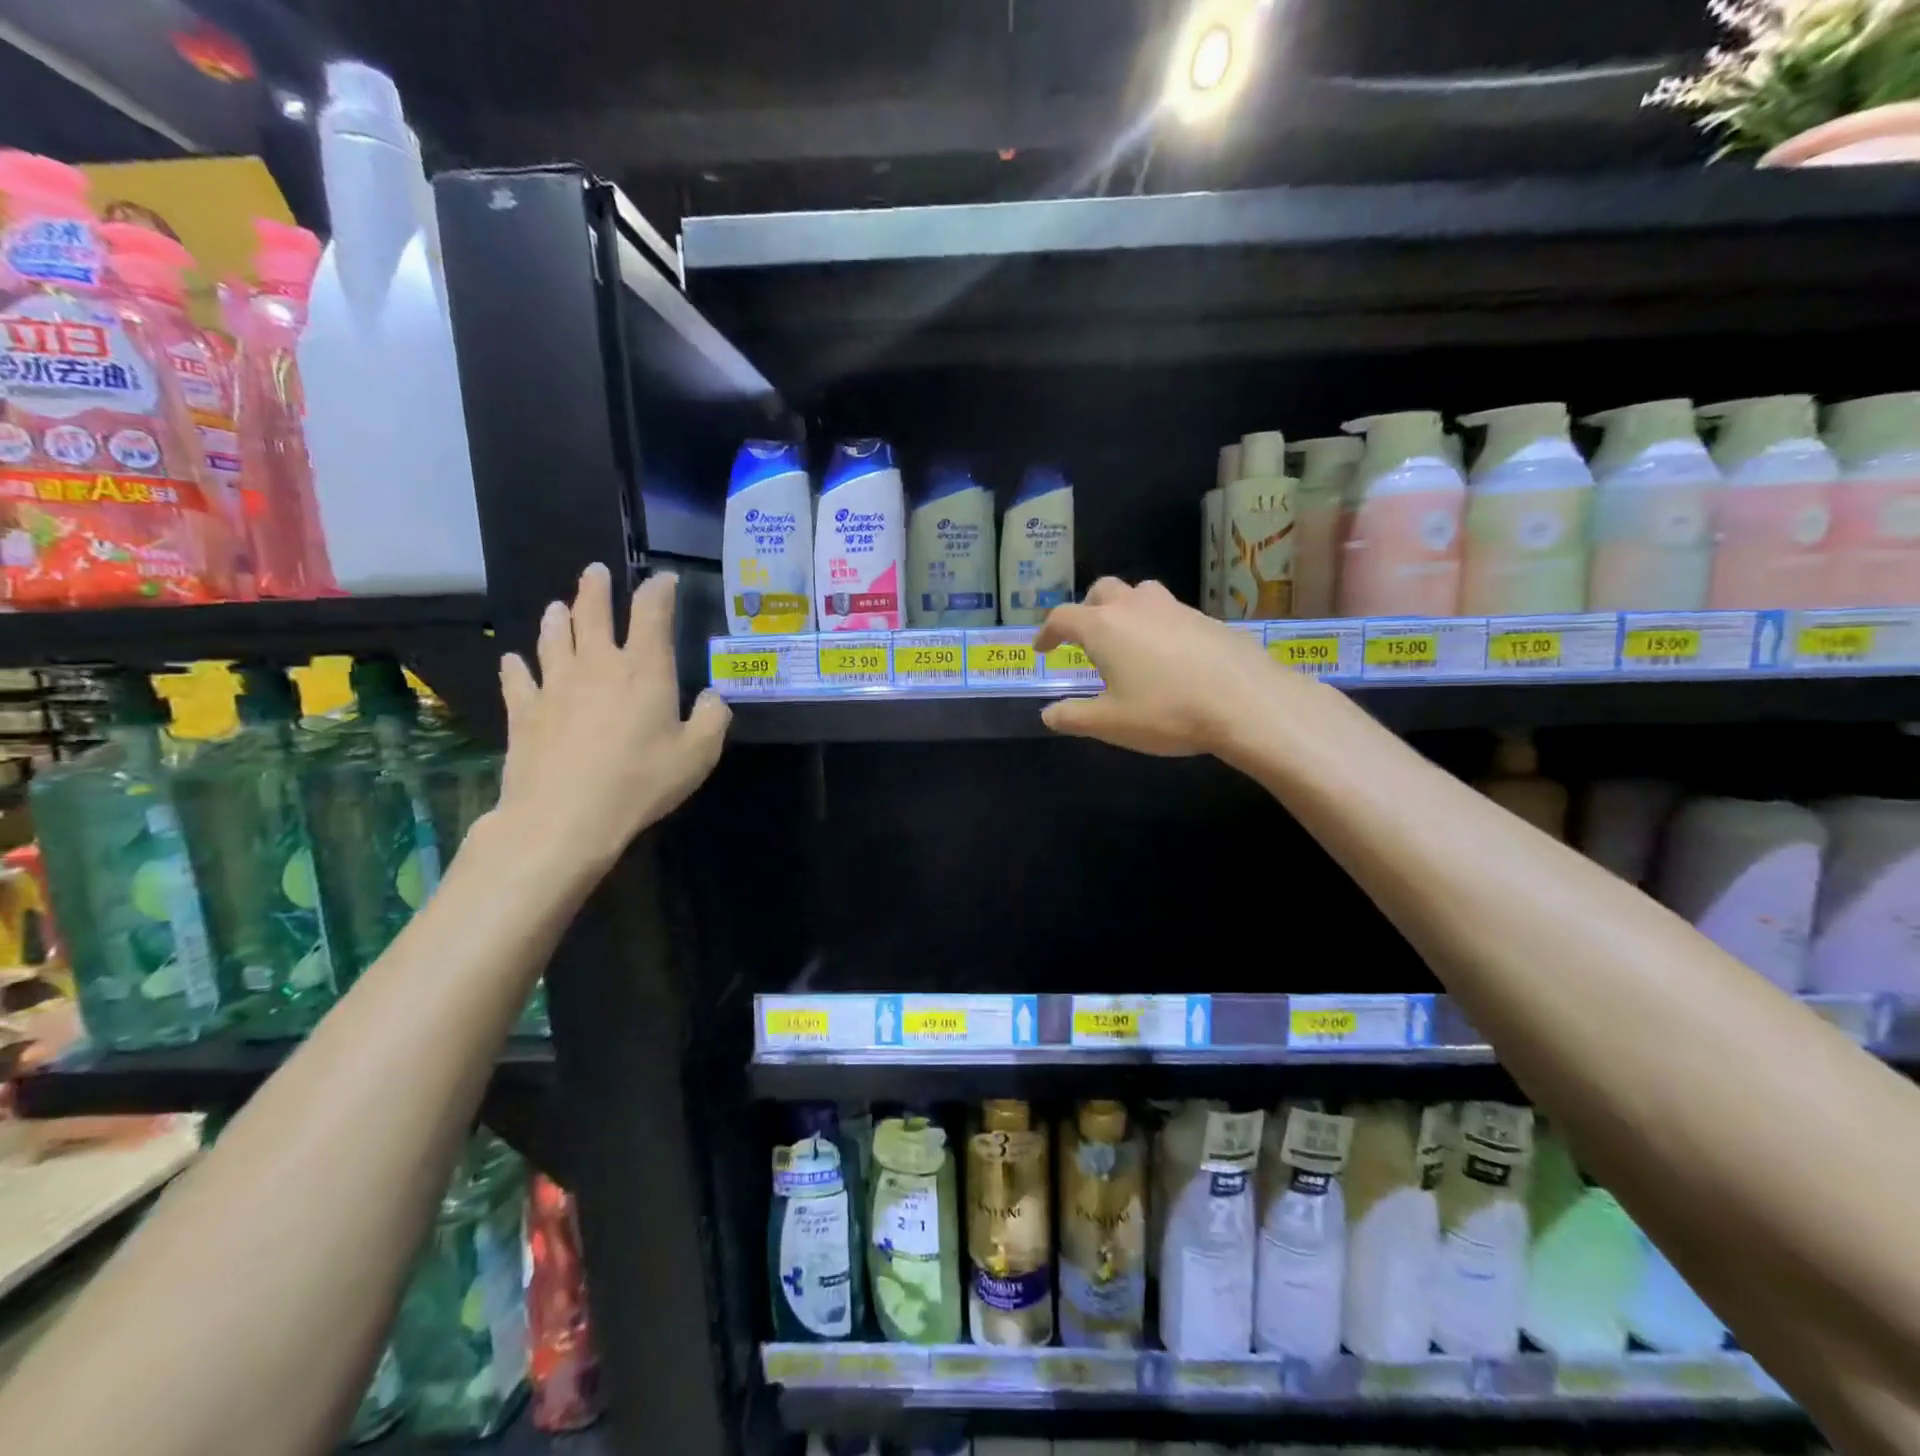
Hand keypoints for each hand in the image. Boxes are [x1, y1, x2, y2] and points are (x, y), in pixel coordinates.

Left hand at [493, 563, 729, 877]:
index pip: (652, 613)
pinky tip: (513, 660)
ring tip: (558, 606)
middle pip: (592, 613)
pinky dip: (516, 666)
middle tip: (596, 571)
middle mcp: (597, 665)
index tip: (665, 579)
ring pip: (553, 638)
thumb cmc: (641, 782)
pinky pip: (518, 678)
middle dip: (597, 588)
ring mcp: (555, 685)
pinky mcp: (524, 711)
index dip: (659, 590)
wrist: (565, 817)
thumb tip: (711, 697)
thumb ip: (712, 718)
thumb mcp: (698, 754)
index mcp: (644, 670)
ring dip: (558, 618)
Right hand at [1033, 577, 1281, 755]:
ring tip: (1127, 639)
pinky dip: (1157, 625)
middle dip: (1087, 610)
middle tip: (1085, 639)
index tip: (1043, 648)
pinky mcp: (1207, 618)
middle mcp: (1136, 606)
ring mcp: (1175, 608)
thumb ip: (1073, 717)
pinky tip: (1168, 656)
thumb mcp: (1110, 723)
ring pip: (1140, 593)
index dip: (1047, 631)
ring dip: (1125, 609)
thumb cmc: (1167, 712)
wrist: (1246, 702)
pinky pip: (1170, 612)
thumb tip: (1048, 714)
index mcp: (1104, 626)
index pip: (1063, 617)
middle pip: (1102, 591)